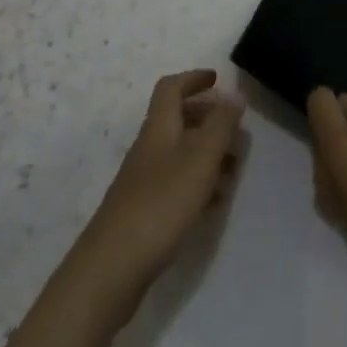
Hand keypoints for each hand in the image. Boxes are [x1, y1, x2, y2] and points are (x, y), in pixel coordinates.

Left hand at [71, 70, 242, 314]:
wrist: (112, 267)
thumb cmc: (161, 203)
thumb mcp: (200, 159)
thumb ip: (220, 125)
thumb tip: (234, 93)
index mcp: (159, 127)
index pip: (171, 88)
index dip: (193, 79)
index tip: (217, 79)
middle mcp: (149, 148)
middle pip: (177, 119)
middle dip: (207, 117)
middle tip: (234, 129)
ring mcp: (143, 181)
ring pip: (179, 152)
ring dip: (206, 152)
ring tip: (233, 168)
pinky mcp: (144, 212)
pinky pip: (176, 183)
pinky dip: (198, 183)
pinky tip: (214, 203)